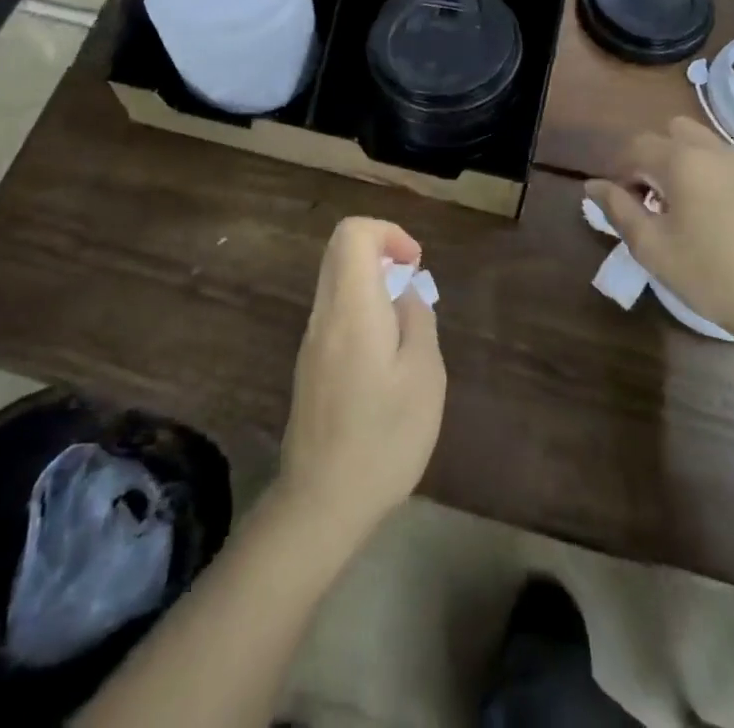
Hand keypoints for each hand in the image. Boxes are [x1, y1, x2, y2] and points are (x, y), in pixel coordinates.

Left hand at [278, 217, 445, 542]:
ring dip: (371, 281)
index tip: (414, 265)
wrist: (321, 501)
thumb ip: (418, 321)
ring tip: (405, 322)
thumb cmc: (383, 438)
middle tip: (411, 283)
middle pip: (340, 250)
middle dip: (380, 251)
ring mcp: (311, 339)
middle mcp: (324, 313)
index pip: (353, 234)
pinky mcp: (309, 363)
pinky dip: (360, 306)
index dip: (388, 233)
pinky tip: (385, 353)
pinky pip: (333, 310)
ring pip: (335, 279)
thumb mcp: (424, 378)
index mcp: (352, 307)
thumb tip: (407, 293)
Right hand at [584, 118, 733, 347]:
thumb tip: (593, 185)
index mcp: (682, 162)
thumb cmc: (710, 275)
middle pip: (675, 131)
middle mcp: (718, 152)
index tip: (622, 202)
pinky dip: (722, 183)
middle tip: (655, 198)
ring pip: (710, 147)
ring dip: (690, 166)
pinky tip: (729, 223)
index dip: (621, 170)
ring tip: (690, 210)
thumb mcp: (651, 247)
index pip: (637, 146)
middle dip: (657, 156)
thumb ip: (617, 209)